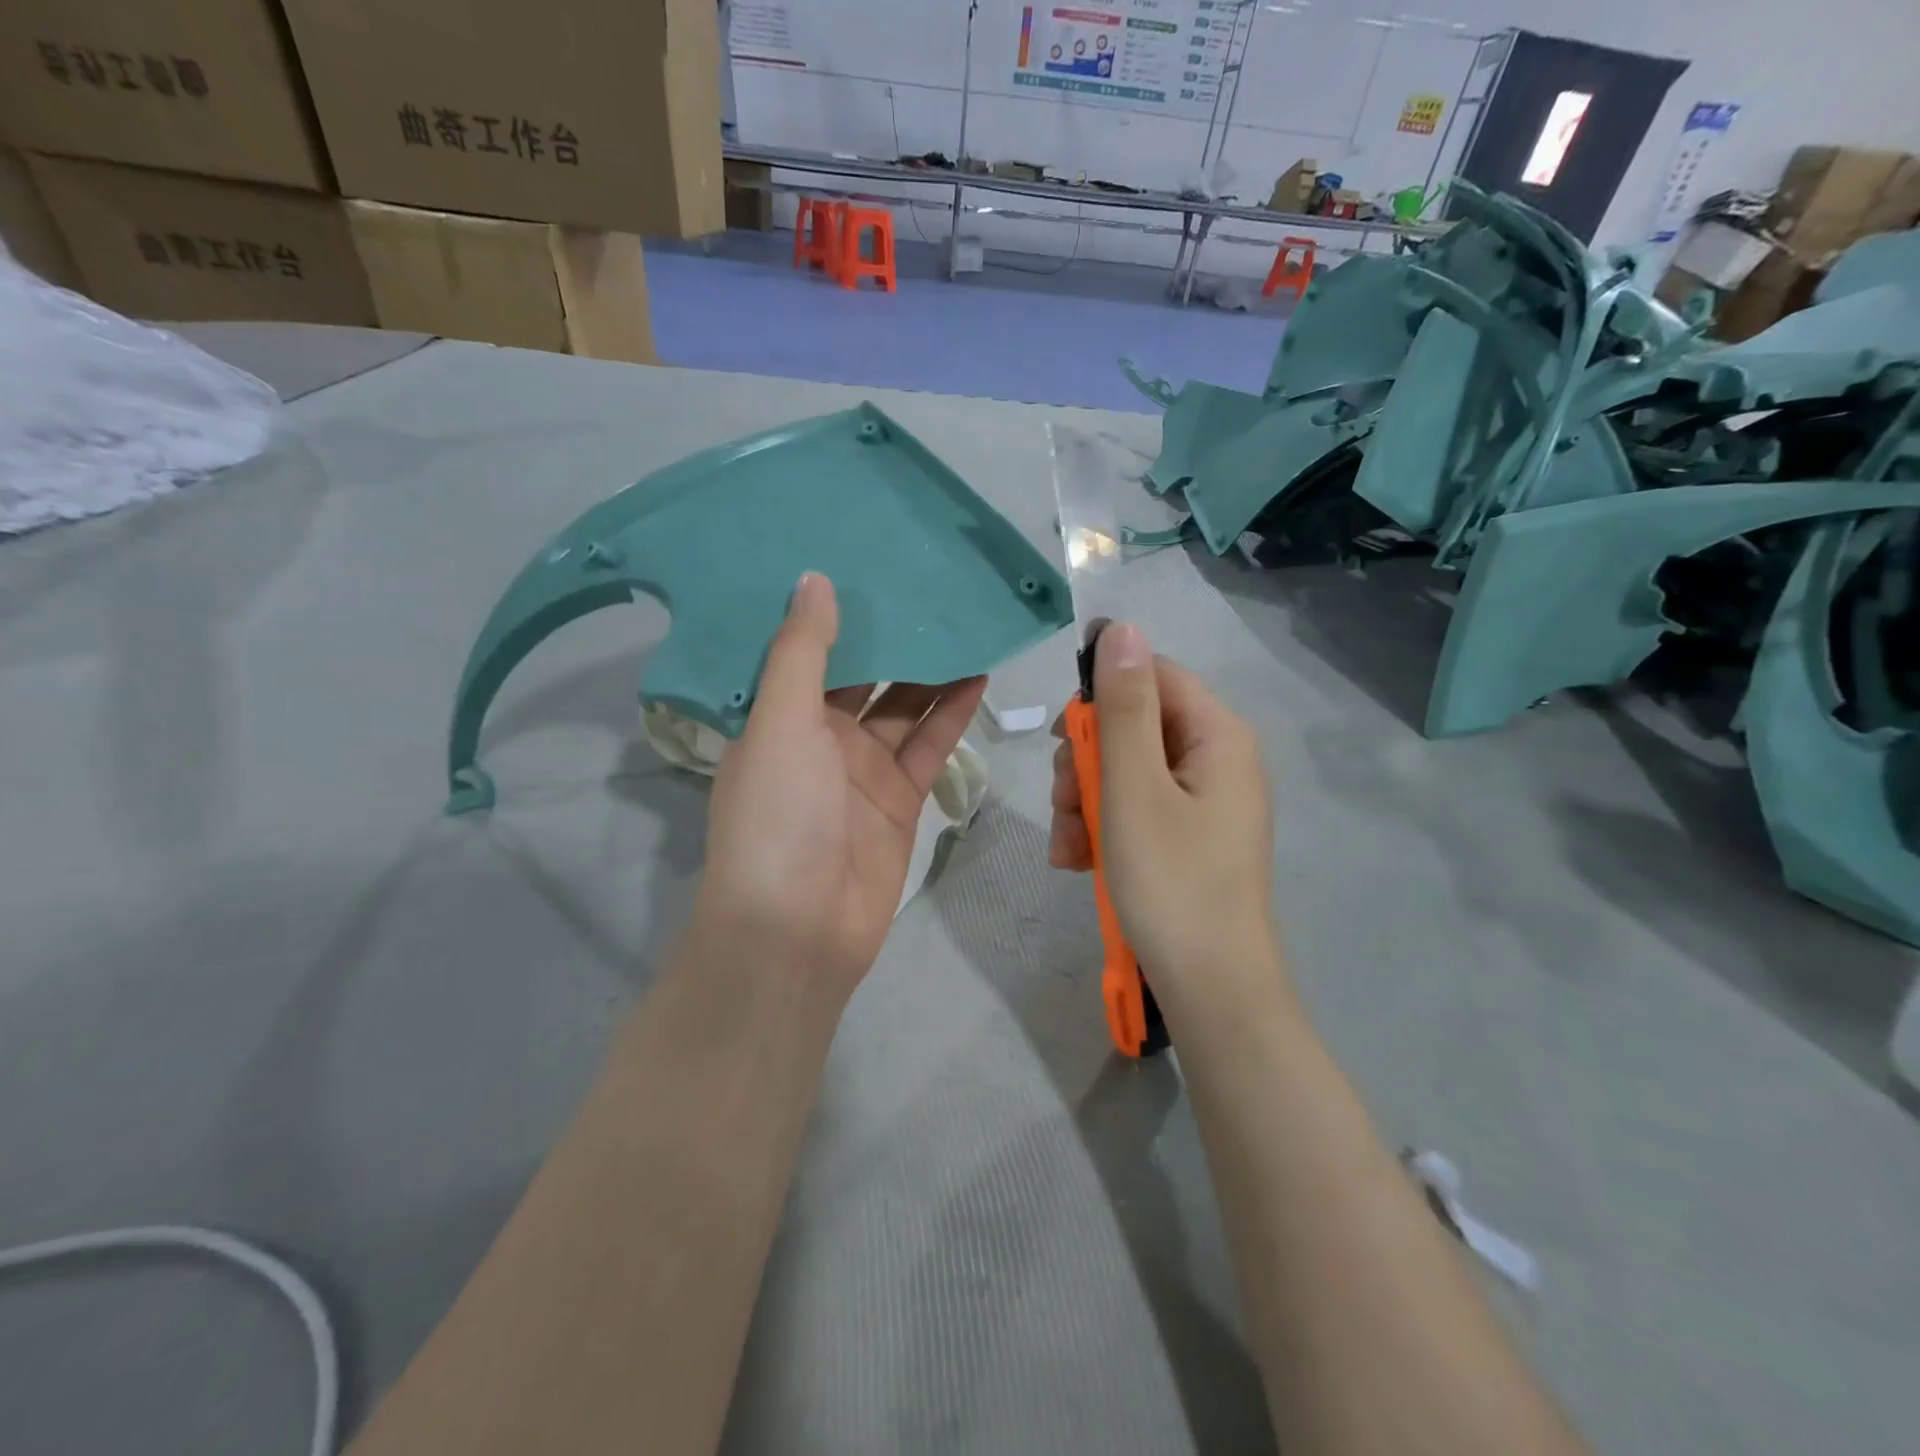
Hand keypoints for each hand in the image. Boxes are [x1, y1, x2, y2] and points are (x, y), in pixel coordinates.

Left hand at [691, 572, 985, 997]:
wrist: (799, 930)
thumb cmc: (778, 818)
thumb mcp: (781, 724)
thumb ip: (802, 653)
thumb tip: (814, 579)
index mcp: (777, 717)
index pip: (806, 650)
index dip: (833, 610)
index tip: (861, 556)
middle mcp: (819, 737)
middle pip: (863, 674)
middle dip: (891, 634)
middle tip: (927, 578)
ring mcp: (863, 769)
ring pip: (903, 706)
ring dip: (930, 668)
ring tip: (964, 616)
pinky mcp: (901, 797)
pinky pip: (930, 744)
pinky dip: (952, 712)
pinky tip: (978, 671)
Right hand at [1050, 623, 1283, 1014]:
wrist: (1210, 991)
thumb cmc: (1169, 882)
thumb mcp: (1133, 788)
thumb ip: (1123, 707)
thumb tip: (1122, 628)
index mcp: (1217, 735)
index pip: (1153, 675)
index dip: (1101, 695)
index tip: (1064, 737)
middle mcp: (1216, 760)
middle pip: (1135, 726)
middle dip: (1087, 762)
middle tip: (1064, 802)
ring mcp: (1203, 802)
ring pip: (1126, 772)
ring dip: (1085, 801)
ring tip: (1068, 847)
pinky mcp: (1188, 838)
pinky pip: (1136, 810)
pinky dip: (1103, 828)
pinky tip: (1079, 862)